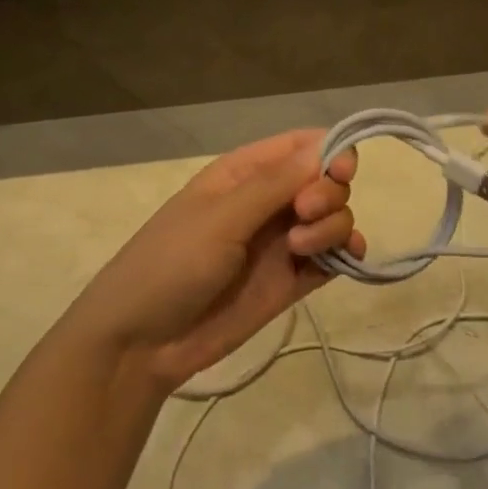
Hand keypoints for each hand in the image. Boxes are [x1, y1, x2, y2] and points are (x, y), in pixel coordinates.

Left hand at [67, 131, 360, 391]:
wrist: (141, 343)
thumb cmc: (171, 263)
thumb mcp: (221, 217)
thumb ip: (275, 184)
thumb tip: (327, 146)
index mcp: (245, 172)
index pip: (303, 145)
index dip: (332, 151)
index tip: (342, 172)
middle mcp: (269, 200)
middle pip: (325, 180)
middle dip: (328, 192)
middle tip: (304, 214)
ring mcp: (281, 241)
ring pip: (332, 217)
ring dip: (332, 226)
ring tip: (301, 250)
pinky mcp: (290, 280)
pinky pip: (331, 257)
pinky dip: (345, 254)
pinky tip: (346, 260)